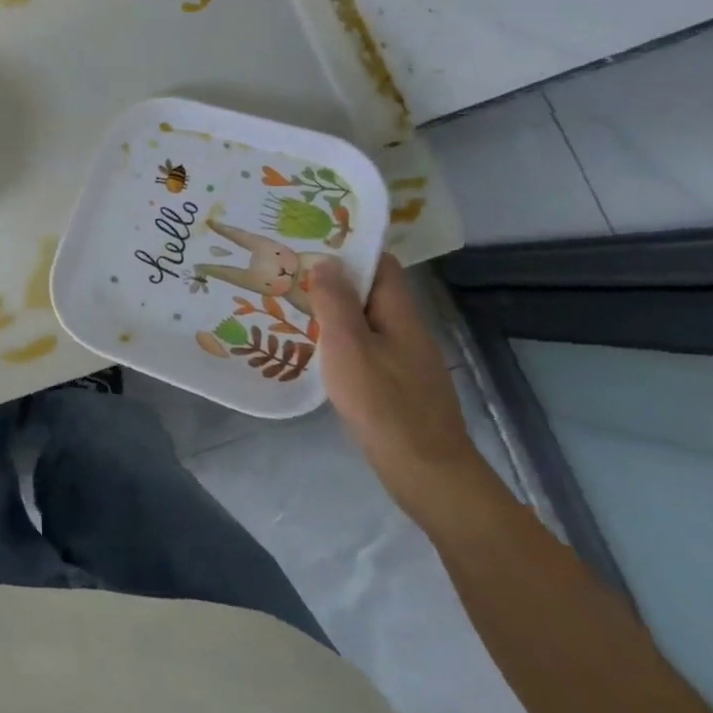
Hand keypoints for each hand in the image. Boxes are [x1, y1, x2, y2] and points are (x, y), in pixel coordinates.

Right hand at [307, 254, 490, 519]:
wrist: (424, 470)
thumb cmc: (383, 402)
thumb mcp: (348, 346)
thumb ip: (335, 302)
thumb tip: (327, 261)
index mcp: (400, 313)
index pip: (380, 265)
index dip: (349, 249)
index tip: (310, 243)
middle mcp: (407, 330)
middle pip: (370, 292)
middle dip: (333, 280)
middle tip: (288, 274)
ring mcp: (404, 359)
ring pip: (365, 321)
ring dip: (332, 312)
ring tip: (290, 306)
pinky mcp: (396, 384)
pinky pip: (365, 347)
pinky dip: (339, 340)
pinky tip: (313, 350)